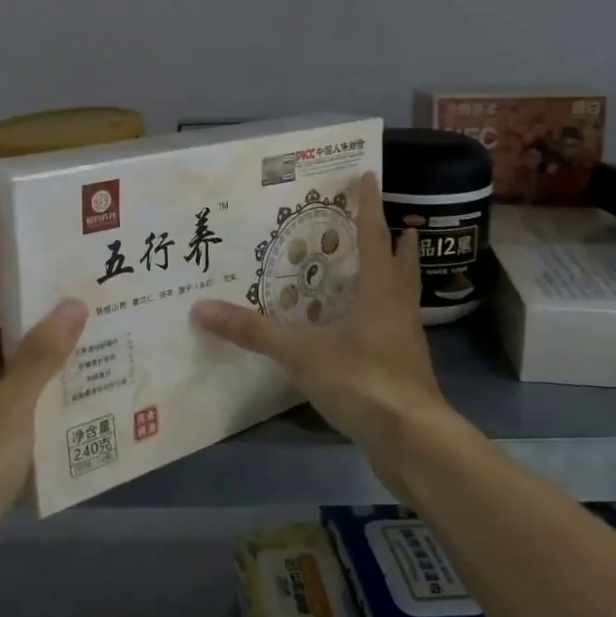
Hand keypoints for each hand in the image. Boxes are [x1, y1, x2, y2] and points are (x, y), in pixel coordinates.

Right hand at [191, 173, 453, 494]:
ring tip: (369, 267)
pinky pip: (393, 326)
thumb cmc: (363, 381)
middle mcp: (398, 307)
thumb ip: (253, 332)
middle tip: (379, 220)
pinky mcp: (404, 368)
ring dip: (390, 275)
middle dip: (394, 238)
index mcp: (380, 290)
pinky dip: (380, 314)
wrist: (413, 441)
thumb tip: (201, 308)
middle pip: (401, 261)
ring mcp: (406, 339)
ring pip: (402, 294)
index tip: (369, 175)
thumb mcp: (302, 354)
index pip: (375, 235)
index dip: (370, 204)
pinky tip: (360, 327)